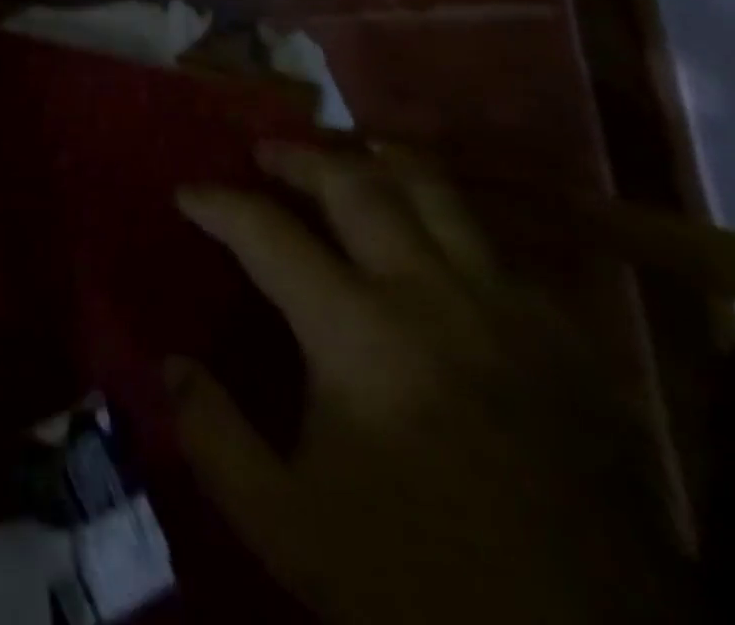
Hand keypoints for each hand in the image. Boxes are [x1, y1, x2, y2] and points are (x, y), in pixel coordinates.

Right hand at [170, 145, 695, 624]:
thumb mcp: (289, 529)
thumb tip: (171, 365)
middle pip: (354, 183)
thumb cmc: (422, 585)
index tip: (186, 193)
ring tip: (346, 161)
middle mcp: (429, 292)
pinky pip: (493, 246)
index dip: (217, 204)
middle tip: (266, 153)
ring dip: (377, 163)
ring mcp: (504, 307)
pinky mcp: (563, 337)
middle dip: (299, 158)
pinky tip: (432, 246)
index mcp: (356, 331)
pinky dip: (447, 224)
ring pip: (435, 191)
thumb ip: (216, 438)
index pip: (266, 233)